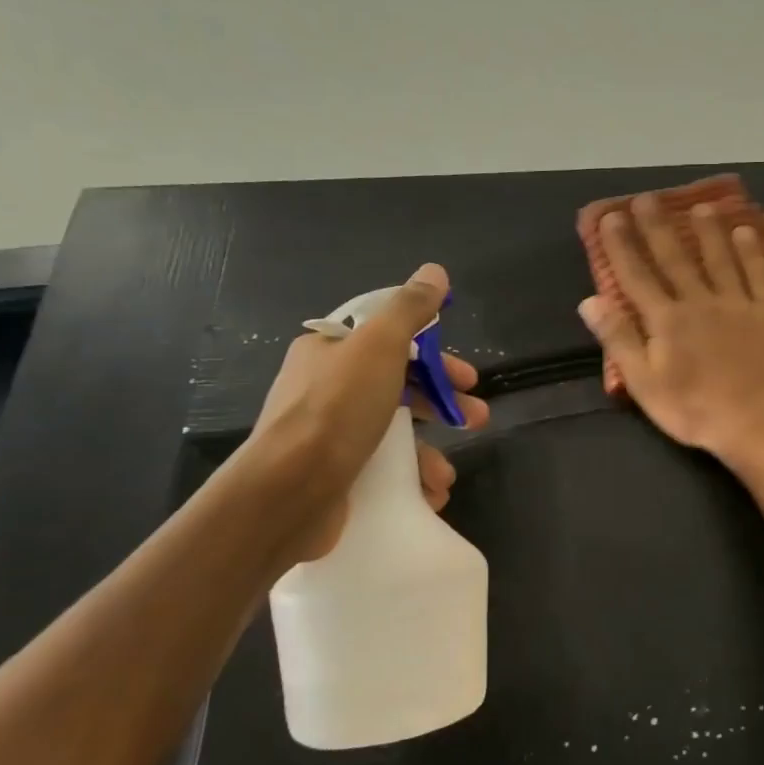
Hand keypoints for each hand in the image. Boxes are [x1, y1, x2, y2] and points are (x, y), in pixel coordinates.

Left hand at [247, 263, 488, 563]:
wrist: (287, 493)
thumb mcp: (379, 346)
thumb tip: (435, 271)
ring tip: (446, 474)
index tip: (465, 376)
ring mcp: (329, 436)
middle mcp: (326, 389)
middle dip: (442, 403)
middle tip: (476, 418)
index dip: (433, 355)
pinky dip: (411, 479)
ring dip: (429, 450)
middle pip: (399, 386)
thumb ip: (409, 309)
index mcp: (329, 351)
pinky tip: (429, 493)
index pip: (390, 340)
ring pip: (394, 433)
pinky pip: (383, 469)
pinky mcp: (335, 476)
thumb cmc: (336, 410)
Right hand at [579, 194, 763, 467]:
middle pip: (676, 258)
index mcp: (667, 320)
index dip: (621, 245)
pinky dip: (752, 251)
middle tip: (647, 198)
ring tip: (700, 206)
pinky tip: (747, 232)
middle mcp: (701, 301)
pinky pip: (761, 273)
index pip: (637, 275)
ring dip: (708, 231)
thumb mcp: (645, 384)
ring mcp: (739, 303)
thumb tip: (590, 300)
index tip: (610, 217)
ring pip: (720, 258)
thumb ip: (619, 339)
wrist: (761, 425)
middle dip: (658, 227)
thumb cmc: (695, 410)